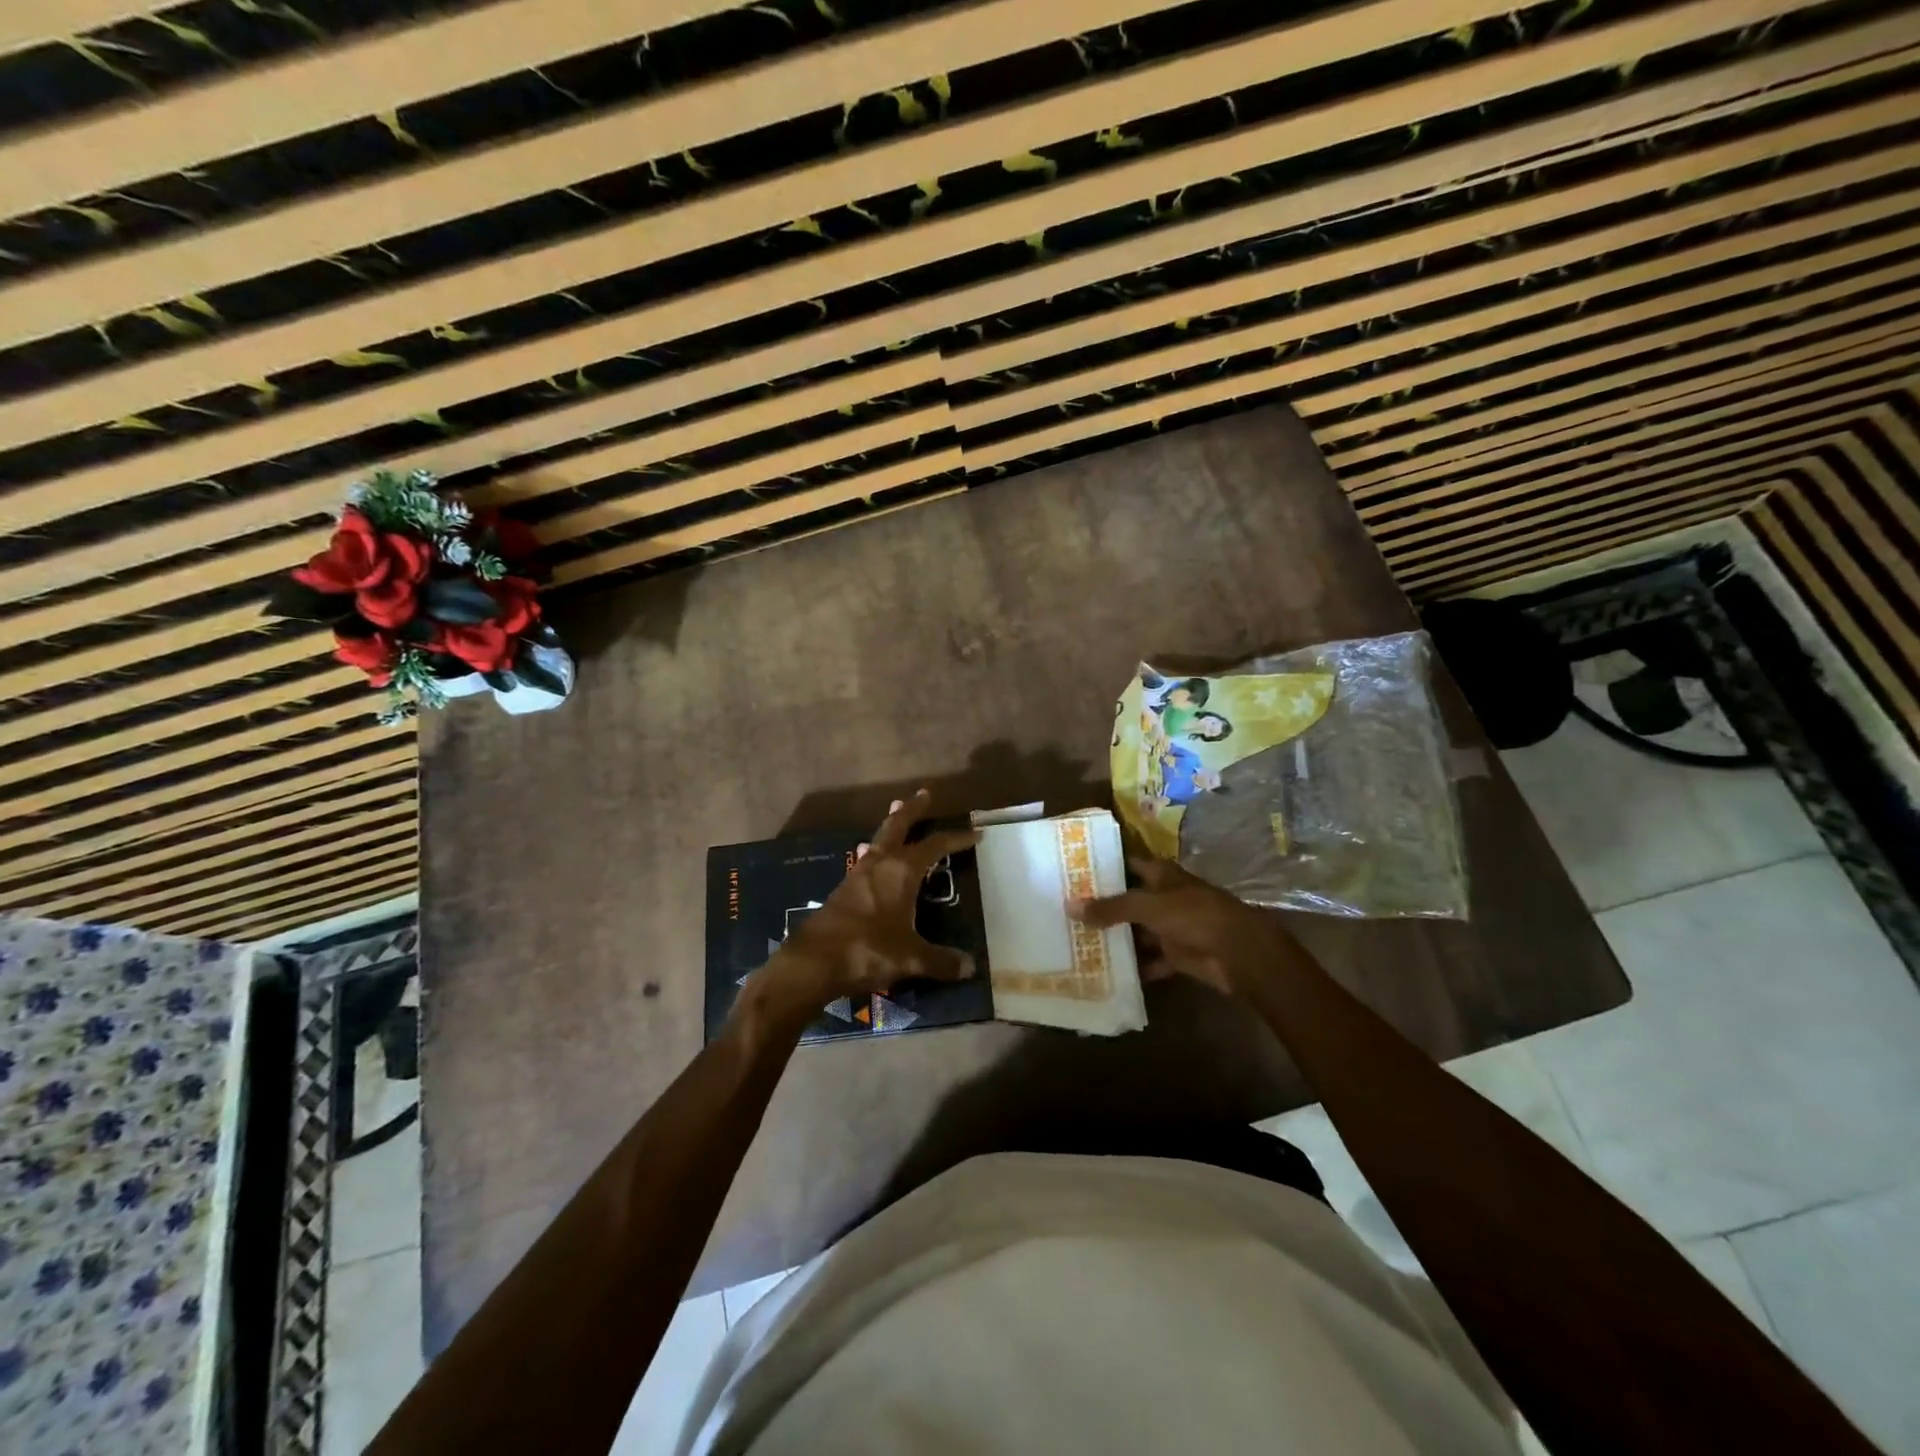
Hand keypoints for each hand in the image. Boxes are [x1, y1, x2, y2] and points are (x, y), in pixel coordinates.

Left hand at [743, 790, 980, 1029]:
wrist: (814, 961)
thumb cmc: (868, 949)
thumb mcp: (912, 958)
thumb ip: (941, 961)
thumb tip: (970, 967)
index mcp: (902, 871)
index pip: (935, 845)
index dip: (956, 839)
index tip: (975, 834)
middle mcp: (880, 864)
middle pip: (898, 826)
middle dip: (912, 810)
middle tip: (923, 794)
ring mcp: (857, 875)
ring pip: (878, 841)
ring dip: (890, 827)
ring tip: (895, 813)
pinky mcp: (842, 890)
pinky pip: (864, 861)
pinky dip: (874, 853)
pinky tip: (870, 858)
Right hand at [1070, 856, 1306, 999]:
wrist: (1237, 952)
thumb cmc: (1193, 915)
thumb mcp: (1147, 906)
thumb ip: (1110, 908)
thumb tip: (1070, 906)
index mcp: (1161, 875)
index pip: (1127, 864)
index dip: (1103, 868)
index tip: (1073, 873)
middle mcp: (1165, 897)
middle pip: (1129, 900)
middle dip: (1103, 907)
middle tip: (1066, 912)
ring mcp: (1171, 926)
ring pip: (1137, 931)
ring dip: (1116, 939)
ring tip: (1079, 943)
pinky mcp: (1177, 954)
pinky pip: (1150, 960)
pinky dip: (1134, 966)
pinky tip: (1107, 972)